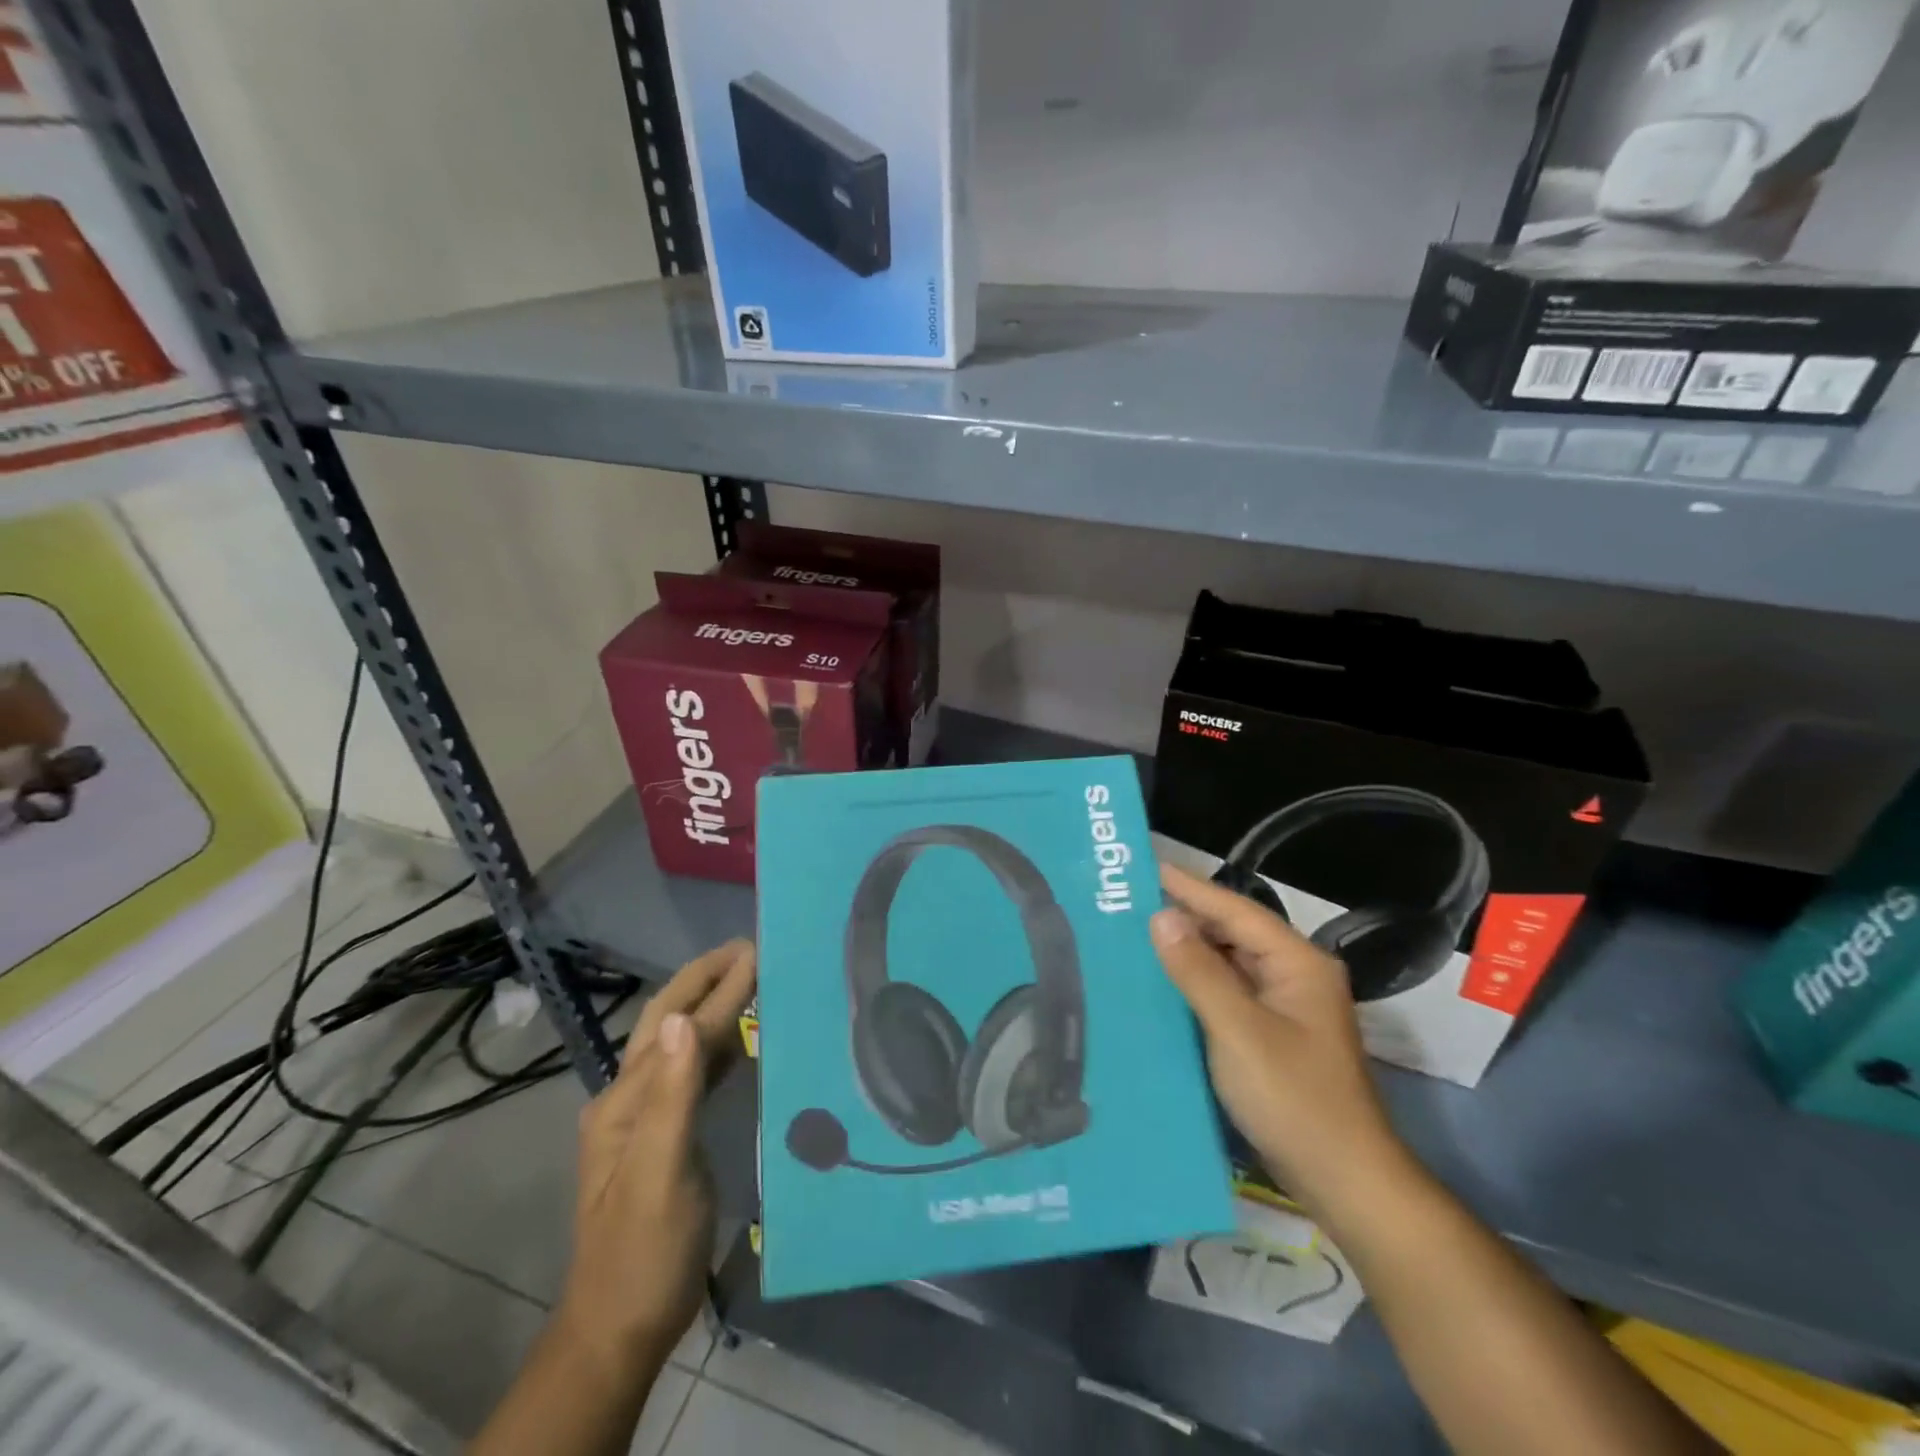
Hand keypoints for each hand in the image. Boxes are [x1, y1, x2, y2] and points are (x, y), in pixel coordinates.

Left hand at [559, 939, 755, 1370]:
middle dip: (704, 980)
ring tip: (750, 978)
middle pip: (667, 1023)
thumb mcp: (658, 1177)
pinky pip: (692, 1073)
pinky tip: (741, 1039)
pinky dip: (718, 1044)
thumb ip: (671, 1097)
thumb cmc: (644, 1253)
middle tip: (749, 949)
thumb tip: (681, 1020)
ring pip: (678, 1044)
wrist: (620, 1328)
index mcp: (625, 1101)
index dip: (718, 988)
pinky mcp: (663, 1136)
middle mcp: (628, 1098)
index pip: (678, 1028)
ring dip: (712, 1006)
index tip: (754, 951)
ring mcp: (643, 1118)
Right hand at [1152, 864, 1401, 1212]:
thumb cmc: (1294, 1099)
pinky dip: (1195, 983)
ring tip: (1134, 935)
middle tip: (1128, 903)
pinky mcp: (1272, 1034)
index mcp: (1297, 963)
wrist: (1344, 1182)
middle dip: (1184, 917)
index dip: (1189, 887)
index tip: (1144, 867)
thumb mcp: (1238, 1030)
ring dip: (1187, 951)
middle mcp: (1294, 975)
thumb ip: (1198, 971)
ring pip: (1228, 963)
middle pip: (1232, 933)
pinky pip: (1227, 992)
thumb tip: (1161, 916)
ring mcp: (1285, 1007)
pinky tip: (1160, 984)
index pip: (1235, 910)